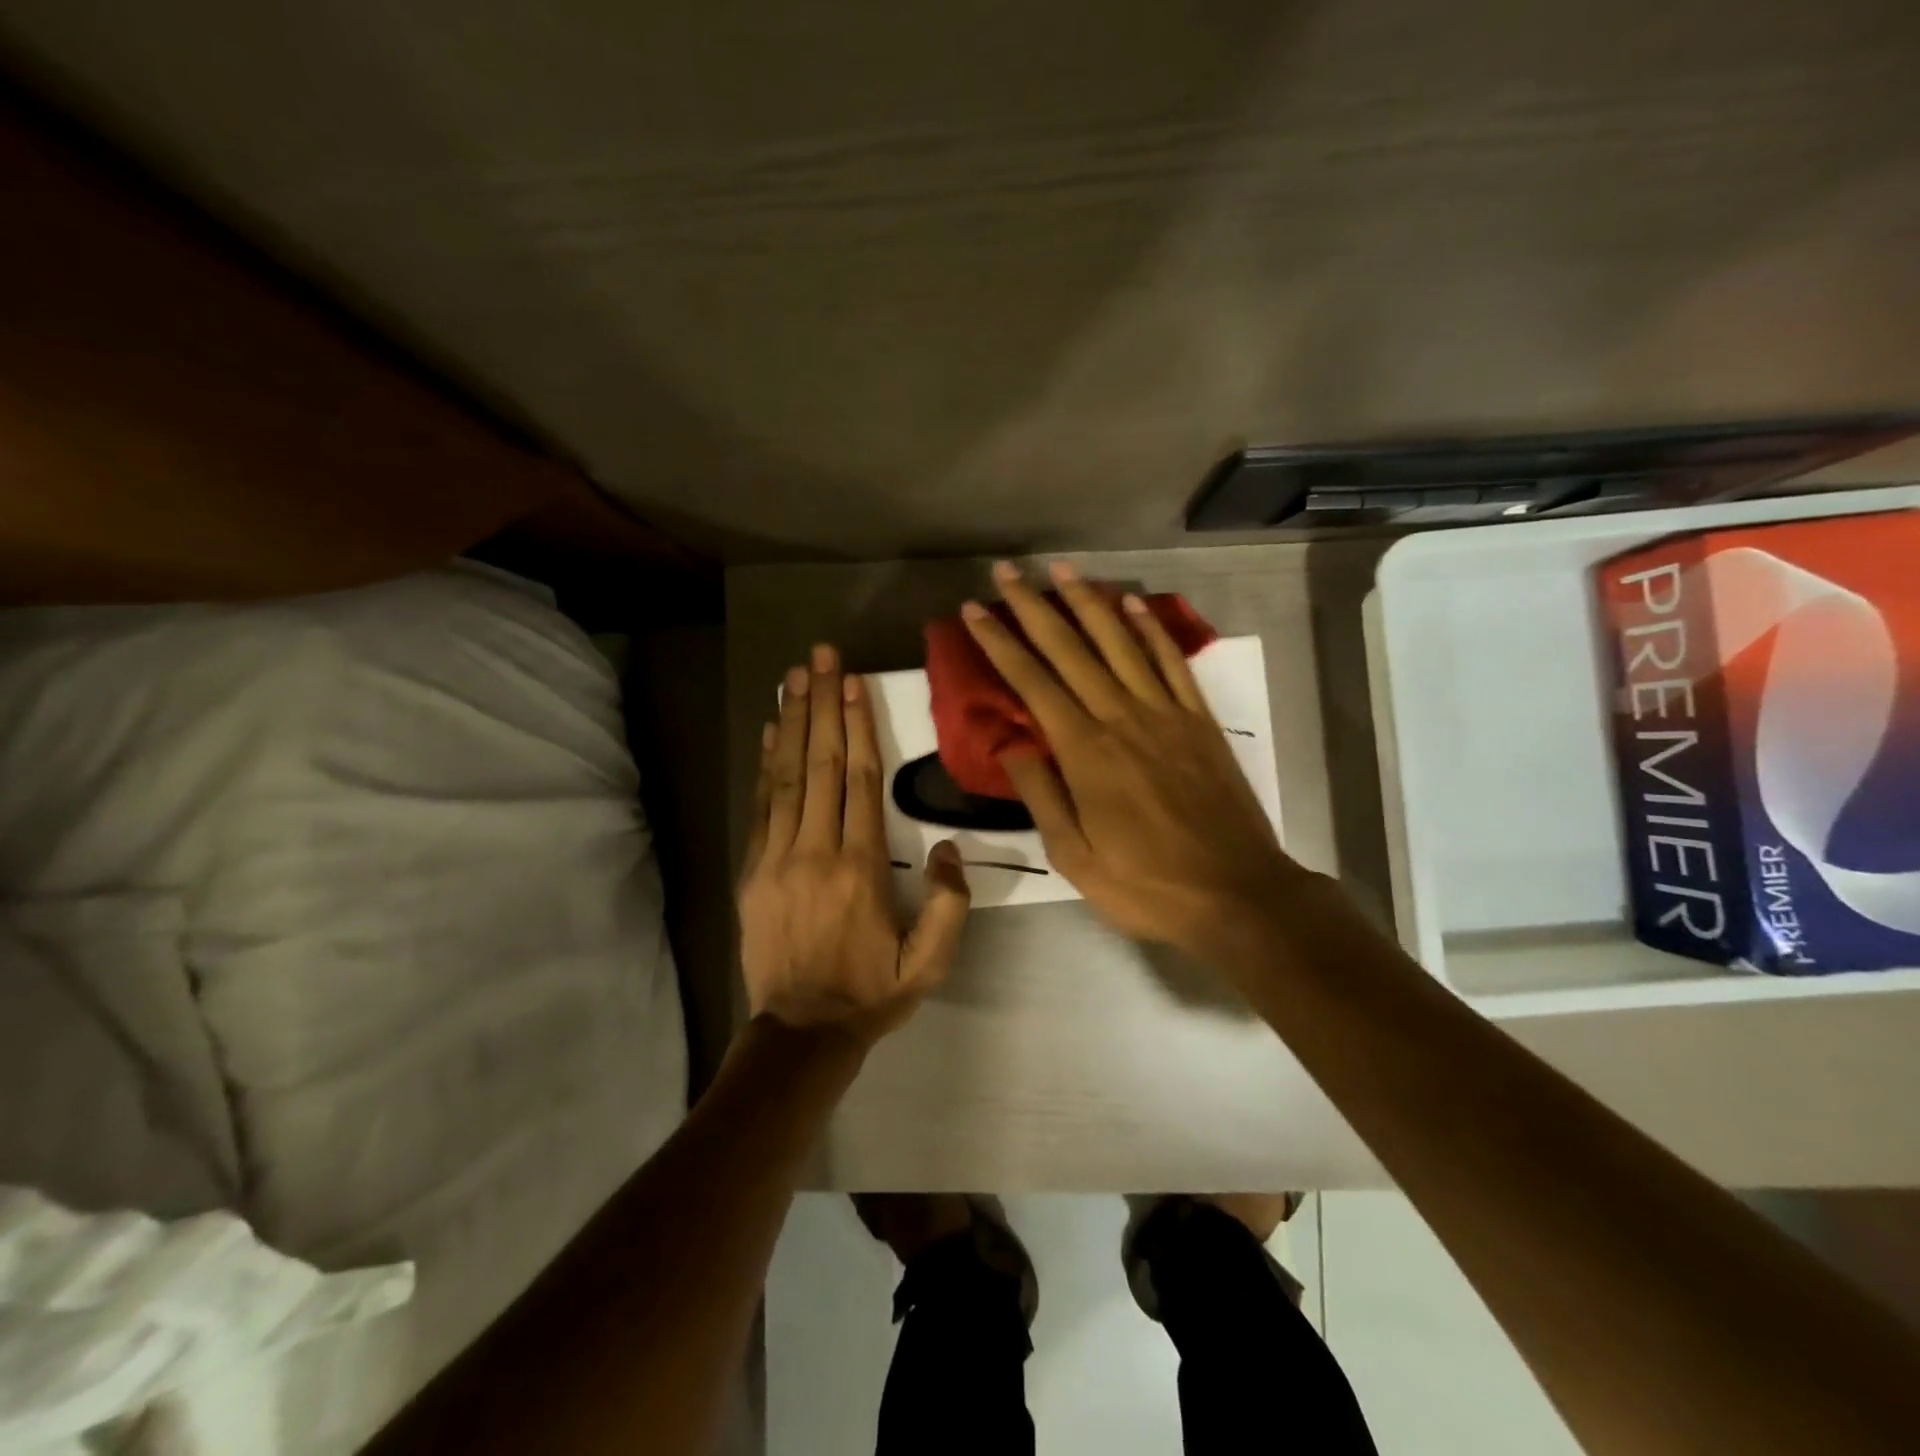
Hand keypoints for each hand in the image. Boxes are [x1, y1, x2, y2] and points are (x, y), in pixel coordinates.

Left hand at [739, 644, 971, 1046]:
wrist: (801, 1032)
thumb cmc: (872, 993)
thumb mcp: (929, 964)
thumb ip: (948, 905)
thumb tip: (945, 848)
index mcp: (862, 868)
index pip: (862, 782)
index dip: (859, 727)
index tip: (853, 683)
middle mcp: (816, 851)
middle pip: (822, 765)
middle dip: (823, 706)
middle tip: (820, 658)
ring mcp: (777, 859)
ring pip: (787, 777)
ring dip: (792, 723)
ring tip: (793, 678)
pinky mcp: (752, 871)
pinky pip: (761, 806)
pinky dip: (766, 765)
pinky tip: (772, 732)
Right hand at [961, 560, 1304, 958]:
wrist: (1237, 893)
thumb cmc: (1146, 883)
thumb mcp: (1074, 856)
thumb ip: (1041, 794)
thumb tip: (1010, 742)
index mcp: (1086, 752)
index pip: (1032, 683)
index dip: (999, 643)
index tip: (974, 610)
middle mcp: (1122, 717)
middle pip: (1070, 649)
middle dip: (1034, 607)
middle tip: (1008, 571)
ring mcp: (1166, 714)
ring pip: (1120, 643)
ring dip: (1089, 602)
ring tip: (1063, 568)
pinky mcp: (1199, 721)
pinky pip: (1172, 663)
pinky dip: (1151, 630)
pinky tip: (1133, 605)